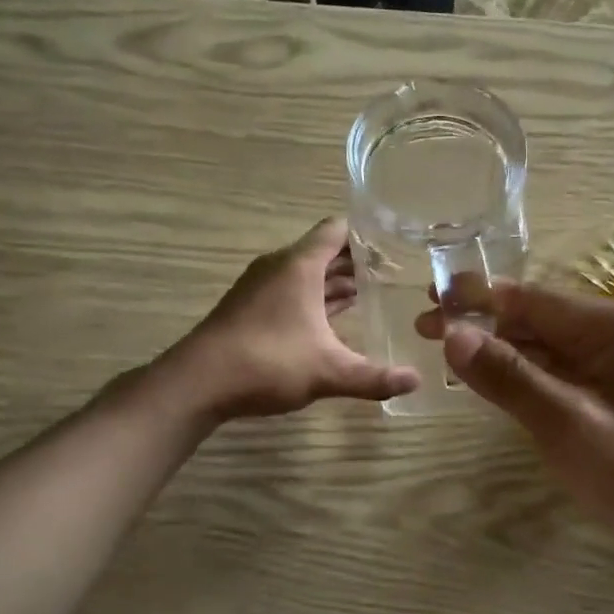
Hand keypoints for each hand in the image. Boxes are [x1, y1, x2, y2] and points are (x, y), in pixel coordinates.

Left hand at [173, 217, 420, 419]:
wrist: (198, 383)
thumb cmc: (267, 362)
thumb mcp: (329, 371)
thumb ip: (375, 377)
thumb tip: (416, 381)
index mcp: (299, 266)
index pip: (337, 230)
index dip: (366, 232)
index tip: (395, 239)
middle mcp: (279, 268)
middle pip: (323, 252)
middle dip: (356, 260)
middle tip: (394, 270)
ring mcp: (261, 288)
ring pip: (306, 275)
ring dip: (335, 282)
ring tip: (371, 292)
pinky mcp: (250, 309)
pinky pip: (292, 292)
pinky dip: (315, 299)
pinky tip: (334, 320)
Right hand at [417, 284, 613, 558]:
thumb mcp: (567, 426)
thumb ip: (508, 377)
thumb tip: (452, 333)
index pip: (532, 299)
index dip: (476, 297)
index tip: (429, 298)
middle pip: (540, 317)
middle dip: (484, 323)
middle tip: (426, 329)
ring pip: (550, 345)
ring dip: (502, 348)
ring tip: (450, 352)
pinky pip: (566, 370)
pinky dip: (528, 372)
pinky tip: (496, 378)